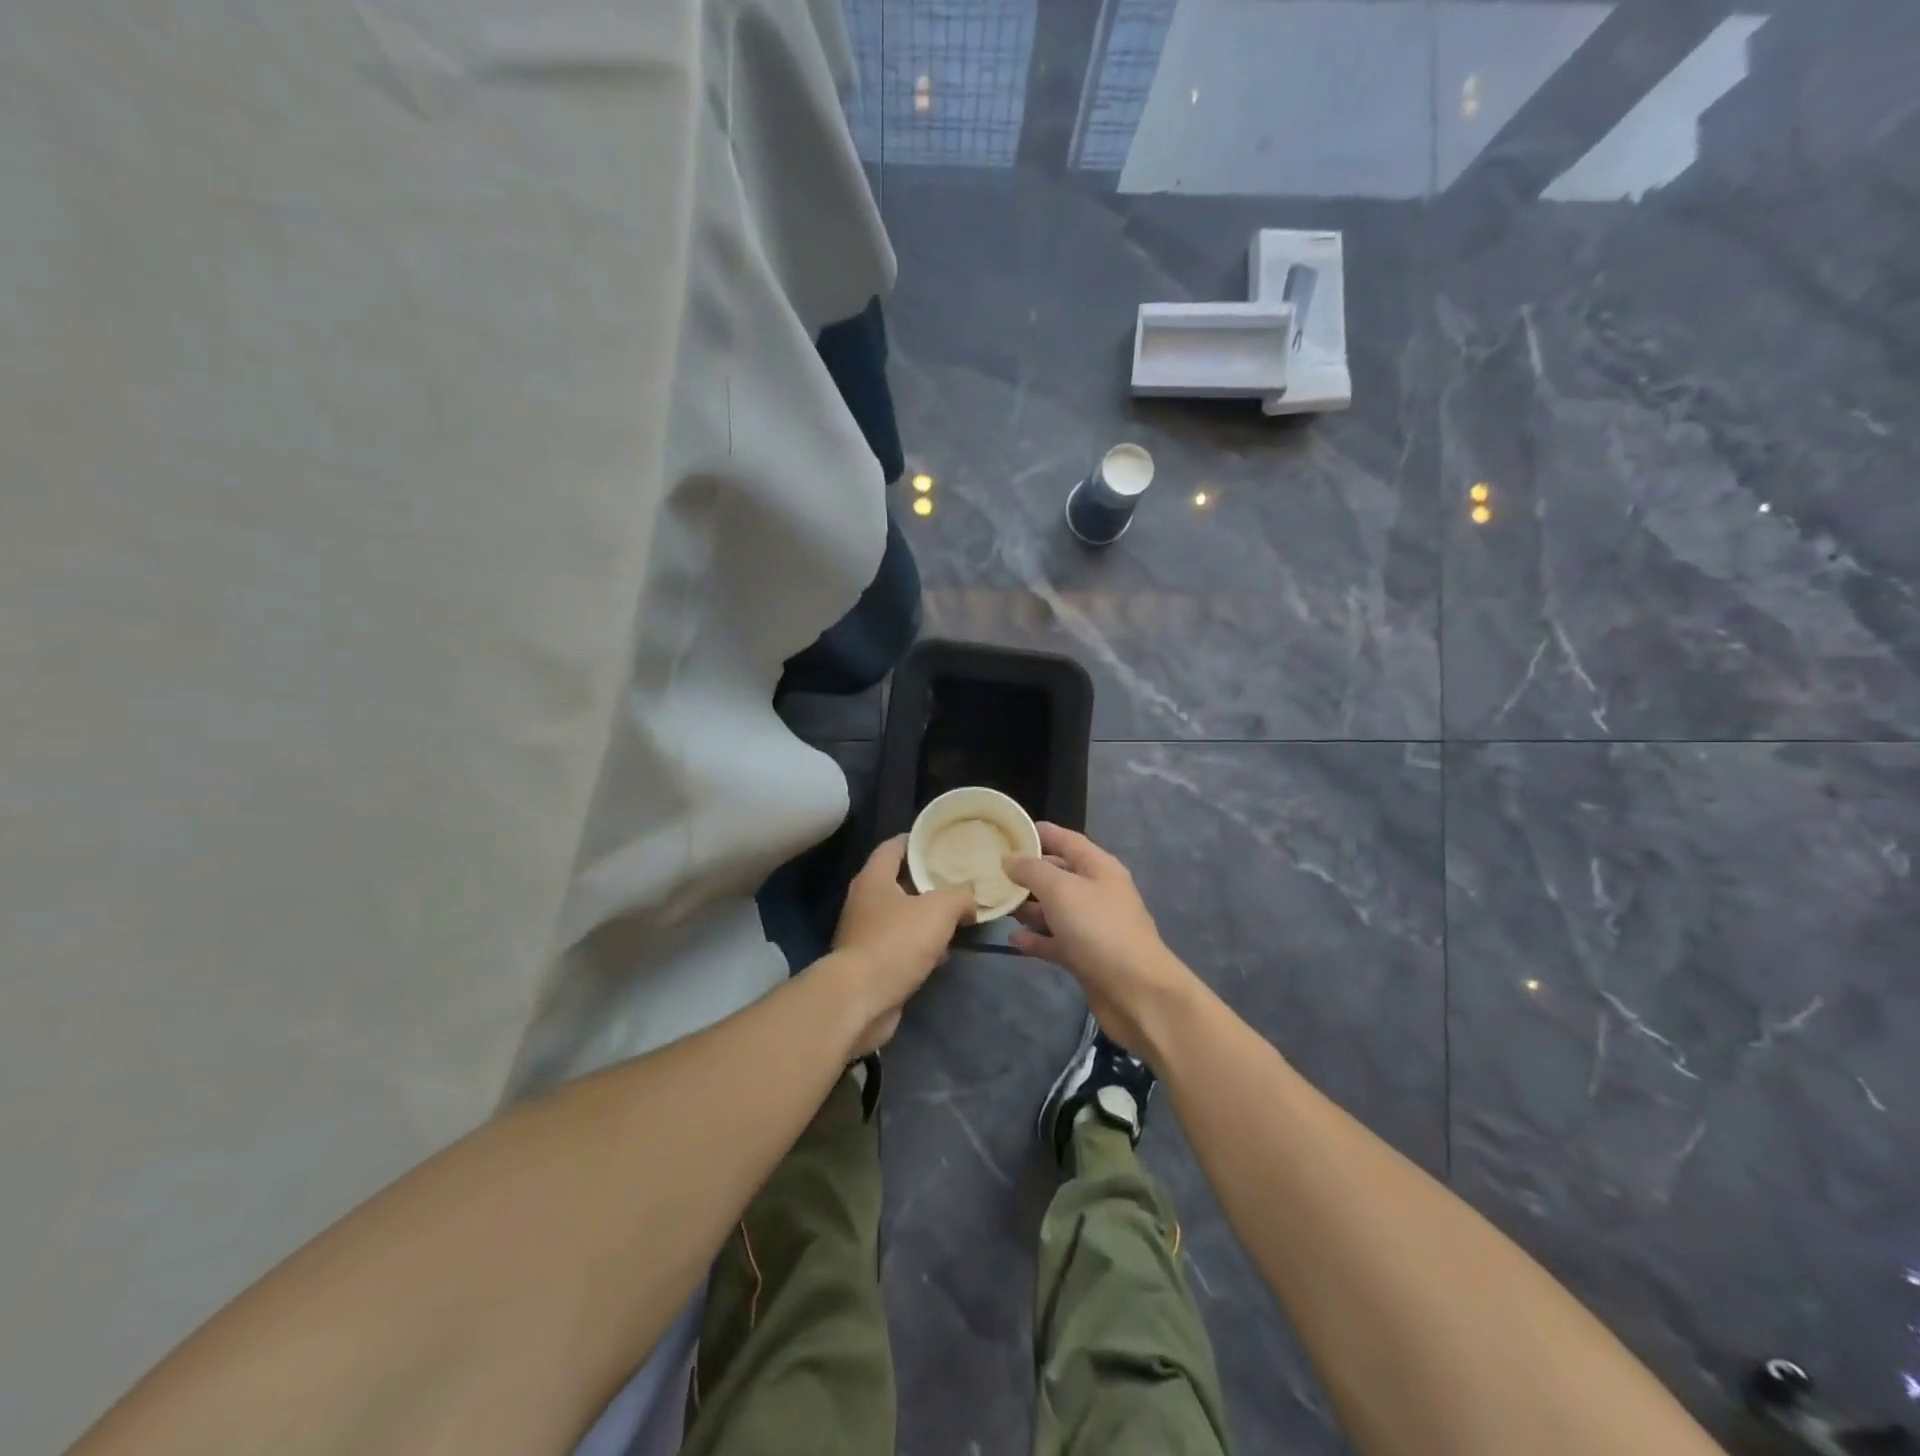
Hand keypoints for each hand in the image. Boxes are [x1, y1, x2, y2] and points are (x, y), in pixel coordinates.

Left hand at [827, 835, 974, 1053]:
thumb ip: (960, 897)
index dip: (917, 839)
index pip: (894, 846)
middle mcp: (864, 901)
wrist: (860, 999)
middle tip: (958, 879)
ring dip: (926, 917)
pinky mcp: (870, 963)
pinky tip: (942, 954)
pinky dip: (920, 947)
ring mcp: (864, 933)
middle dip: (927, 881)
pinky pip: (900, 945)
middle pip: (898, 881)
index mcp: (874, 878)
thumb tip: (969, 902)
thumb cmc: (897, 942)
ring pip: (901, 916)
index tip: (942, 840)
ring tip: (957, 917)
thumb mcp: (939, 909)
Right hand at [1003, 823, 1194, 1054]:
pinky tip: (1013, 939)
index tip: (1005, 833)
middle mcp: (1096, 891)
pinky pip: (1056, 940)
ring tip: (997, 906)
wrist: (1137, 993)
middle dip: (1026, 873)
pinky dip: (1036, 938)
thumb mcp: (1061, 890)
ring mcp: (1092, 925)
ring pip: (1054, 909)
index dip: (1037, 833)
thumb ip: (1032, 870)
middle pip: (1057, 874)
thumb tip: (1010, 858)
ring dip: (1028, 907)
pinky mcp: (1085, 956)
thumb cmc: (1099, 930)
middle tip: (990, 872)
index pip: (1065, 839)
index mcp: (1098, 867)